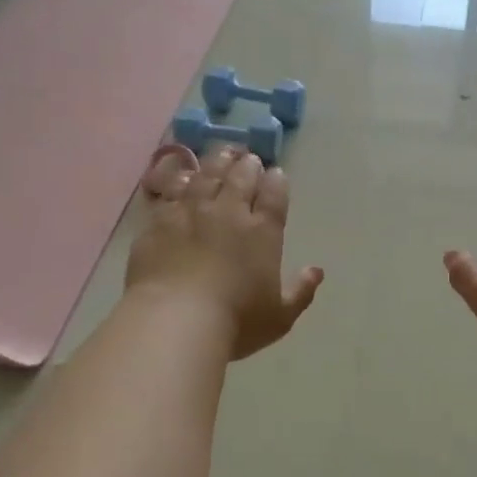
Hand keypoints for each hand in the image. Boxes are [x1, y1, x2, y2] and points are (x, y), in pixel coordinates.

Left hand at [125, 147, 323, 359]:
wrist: (175, 320)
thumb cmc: (236, 322)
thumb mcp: (280, 316)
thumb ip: (301, 291)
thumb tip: (317, 271)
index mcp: (263, 232)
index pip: (274, 194)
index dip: (276, 181)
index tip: (276, 174)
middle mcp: (229, 212)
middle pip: (240, 177)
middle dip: (248, 165)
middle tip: (249, 160)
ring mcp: (191, 212)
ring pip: (206, 175)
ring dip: (217, 162)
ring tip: (222, 154)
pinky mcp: (159, 220)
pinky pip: (172, 189)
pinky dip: (181, 178)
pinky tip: (184, 175)